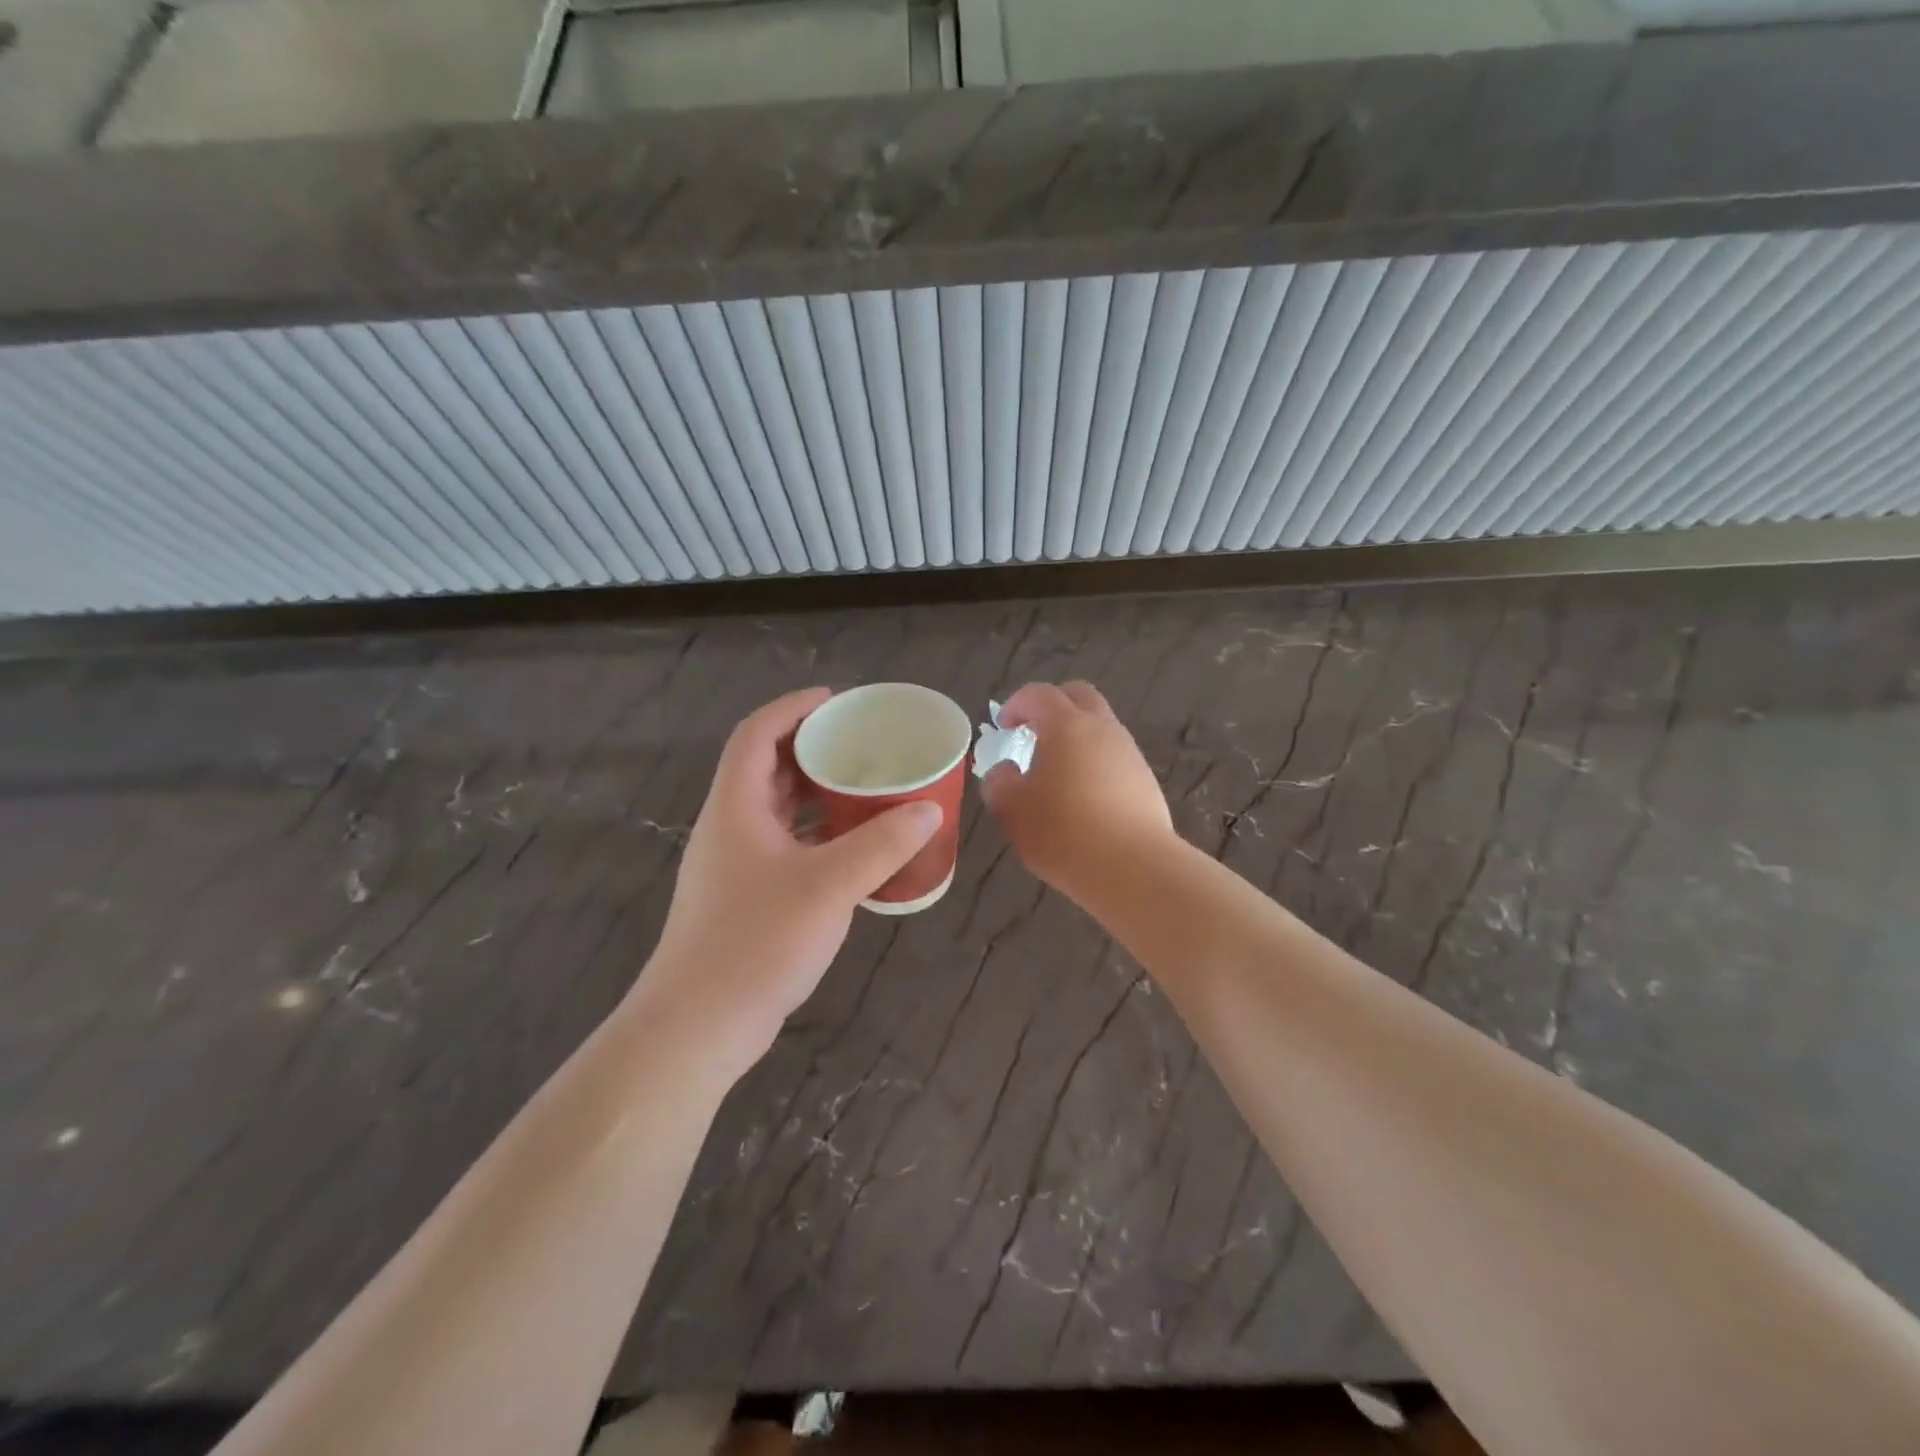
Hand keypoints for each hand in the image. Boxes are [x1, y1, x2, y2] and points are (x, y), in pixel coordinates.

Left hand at [643, 688, 941, 1059]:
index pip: (756, 735)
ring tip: (865, 788)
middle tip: (861, 743)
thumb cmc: (757, 941)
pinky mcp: (745, 898)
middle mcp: (729, 827)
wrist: (698, 1026)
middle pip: (767, 768)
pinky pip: (785, 846)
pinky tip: (854, 849)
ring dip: (817, 794)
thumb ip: (881, 845)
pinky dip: (817, 836)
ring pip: (777, 811)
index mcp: (736, 807)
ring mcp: (734, 866)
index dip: (793, 708)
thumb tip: (928, 810)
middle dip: (811, 748)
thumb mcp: (829, 886)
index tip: (836, 701)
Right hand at [979, 681, 1174, 904]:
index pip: (1039, 694)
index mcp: (1067, 725)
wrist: (1133, 868)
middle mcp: (1103, 729)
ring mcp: (1130, 754)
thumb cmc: (1062, 831)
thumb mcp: (1011, 809)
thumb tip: (1005, 771)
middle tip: (1032, 733)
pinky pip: (1114, 758)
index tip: (1004, 726)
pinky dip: (1095, 765)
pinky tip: (1083, 800)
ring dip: (1076, 738)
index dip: (1016, 704)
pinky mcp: (1146, 781)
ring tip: (1056, 773)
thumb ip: (999, 782)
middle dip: (1052, 706)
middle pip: (1079, 697)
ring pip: (1101, 728)